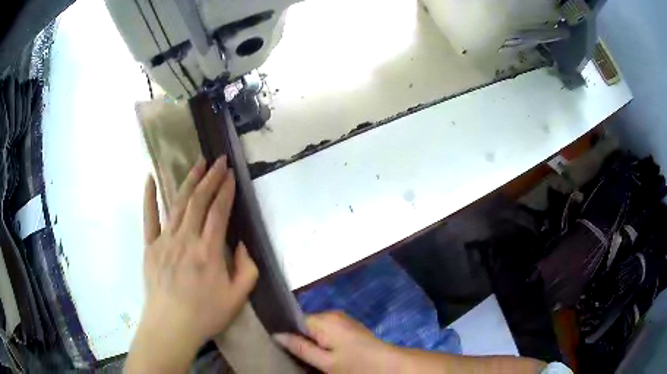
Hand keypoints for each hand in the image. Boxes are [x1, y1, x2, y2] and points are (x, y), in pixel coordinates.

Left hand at [127, 156, 257, 372]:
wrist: (171, 326)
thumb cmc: (205, 314)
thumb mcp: (237, 298)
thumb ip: (246, 269)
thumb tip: (241, 244)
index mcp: (208, 251)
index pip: (219, 211)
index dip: (225, 189)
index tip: (231, 173)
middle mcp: (186, 239)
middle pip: (199, 201)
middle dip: (210, 177)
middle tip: (218, 160)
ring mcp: (165, 240)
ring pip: (177, 203)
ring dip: (188, 181)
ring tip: (197, 162)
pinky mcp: (150, 246)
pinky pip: (149, 217)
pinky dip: (149, 196)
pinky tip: (150, 178)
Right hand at [274, 311, 397, 372]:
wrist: (390, 365)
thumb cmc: (356, 365)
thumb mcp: (325, 362)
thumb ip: (300, 348)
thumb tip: (277, 335)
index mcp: (324, 320)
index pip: (295, 320)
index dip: (287, 333)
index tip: (282, 347)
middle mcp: (332, 314)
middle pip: (305, 324)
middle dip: (301, 338)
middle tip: (299, 356)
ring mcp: (342, 319)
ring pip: (316, 328)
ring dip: (312, 341)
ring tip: (312, 356)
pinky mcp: (349, 326)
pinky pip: (327, 330)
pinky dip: (323, 341)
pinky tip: (326, 353)